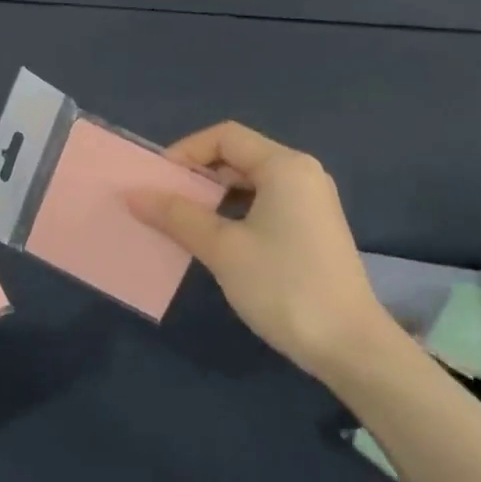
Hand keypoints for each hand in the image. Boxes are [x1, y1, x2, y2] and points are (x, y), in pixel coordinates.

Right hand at [128, 122, 402, 391]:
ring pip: (250, 184)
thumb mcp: (222, 248)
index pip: (225, 136)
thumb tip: (133, 194)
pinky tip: (214, 242)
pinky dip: (234, 215)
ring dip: (213, 198)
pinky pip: (264, 206)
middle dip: (197, 176)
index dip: (186, 151)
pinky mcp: (312, 231)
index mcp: (284, 166)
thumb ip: (176, 216)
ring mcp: (311, 204)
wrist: (348, 345)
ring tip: (181, 223)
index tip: (157, 181)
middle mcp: (302, 175)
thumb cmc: (282, 285)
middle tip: (162, 202)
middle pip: (238, 157)